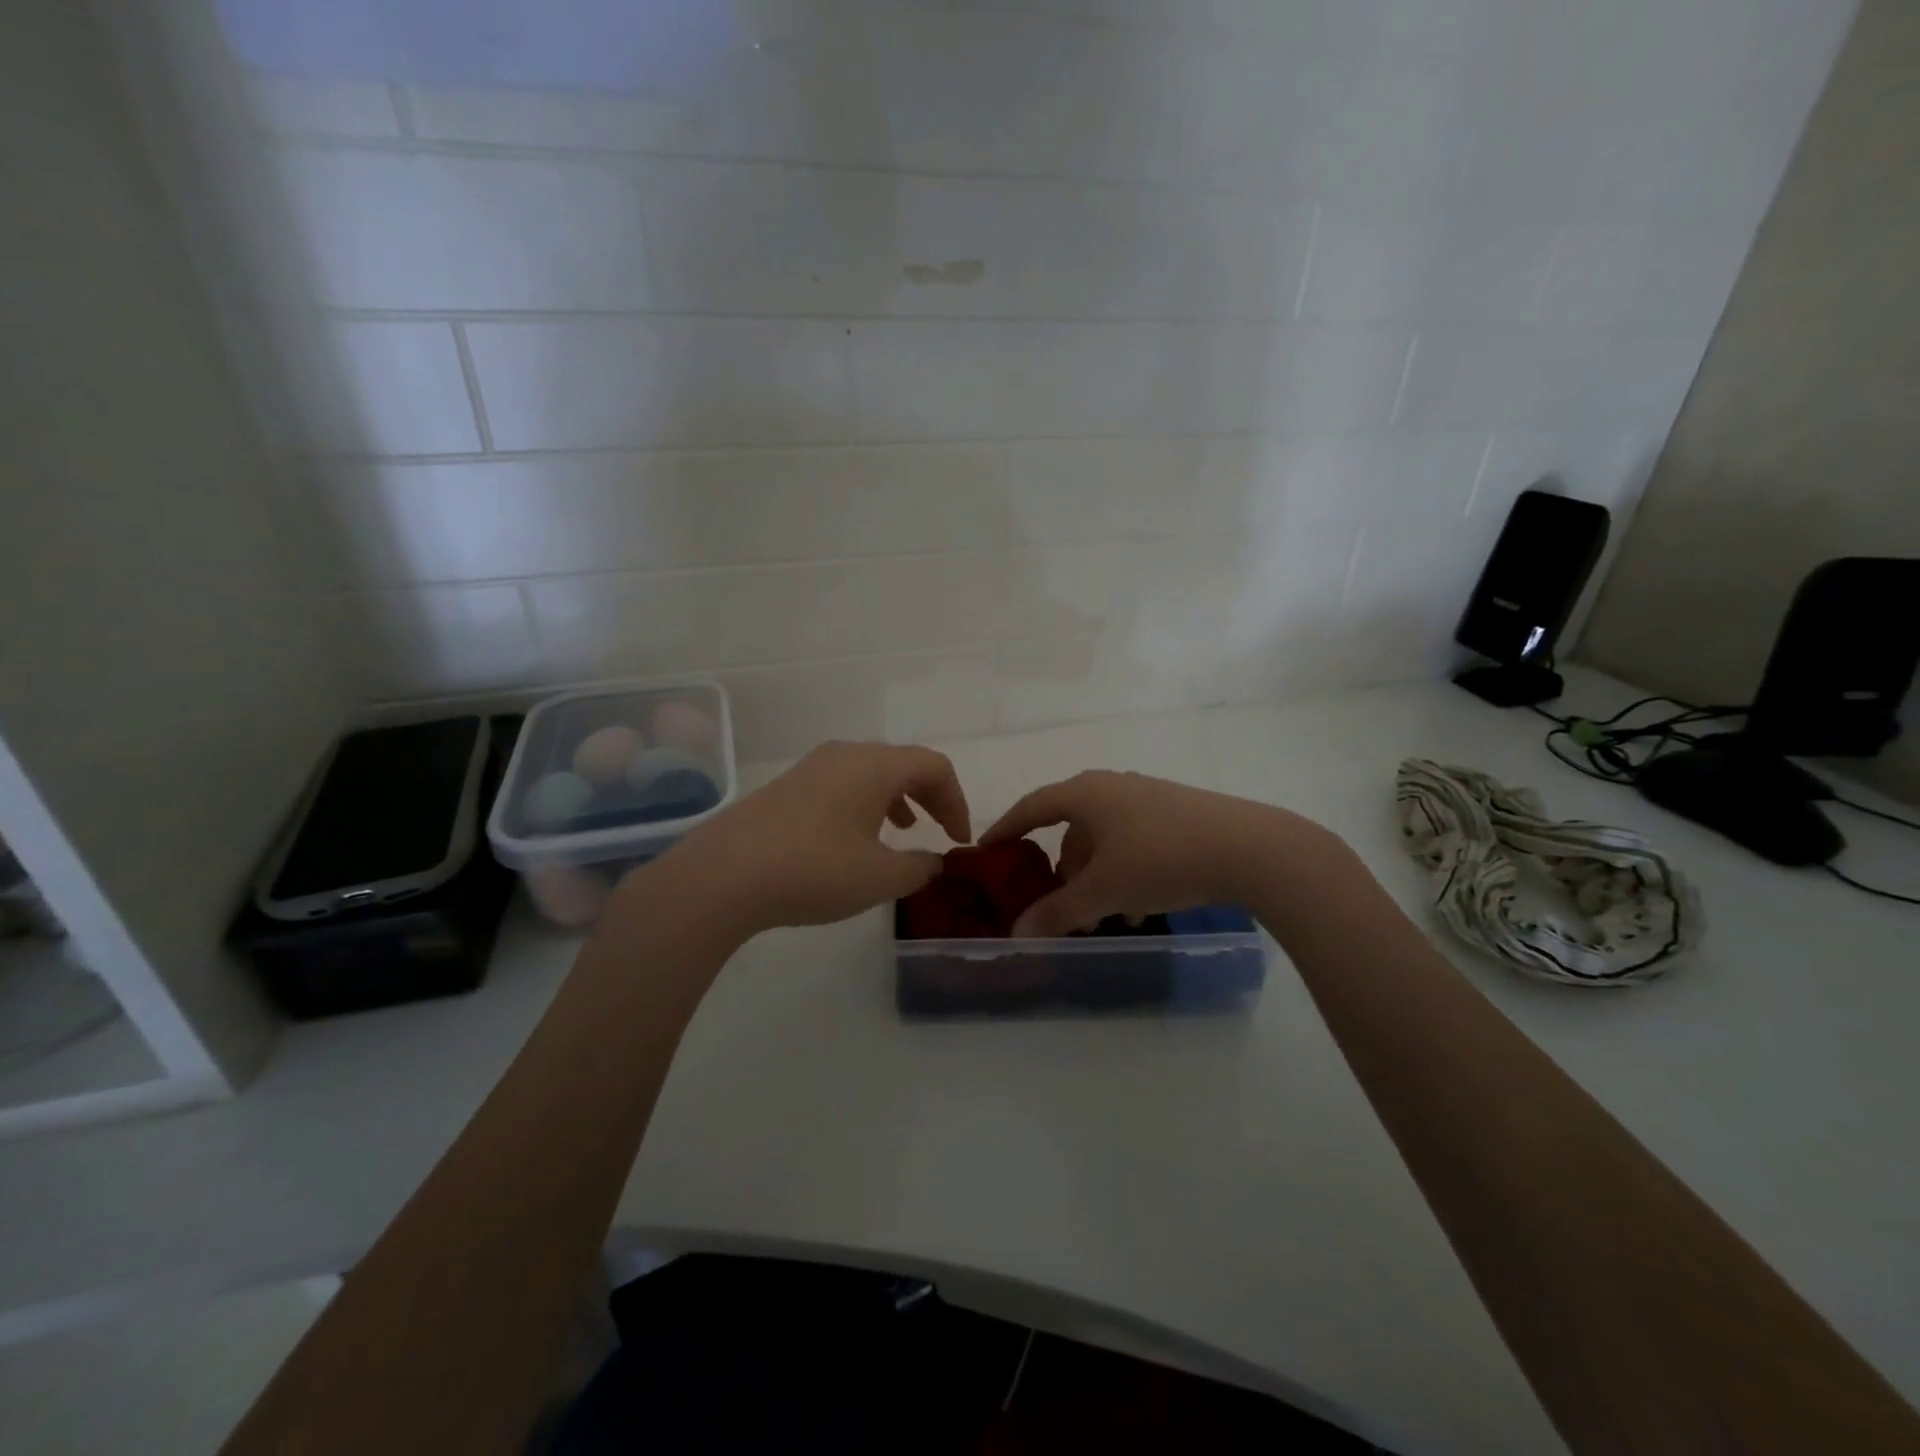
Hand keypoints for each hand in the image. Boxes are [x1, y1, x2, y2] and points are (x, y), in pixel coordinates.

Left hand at [662, 741, 970, 933]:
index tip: (959, 840)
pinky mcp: (787, 786)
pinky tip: (854, 837)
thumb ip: (920, 867)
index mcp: (876, 765)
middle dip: (930, 796)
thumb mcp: (880, 878)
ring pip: (870, 771)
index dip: (956, 801)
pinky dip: (864, 802)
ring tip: (901, 830)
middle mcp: (846, 754)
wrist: (724, 875)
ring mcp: (812, 767)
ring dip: (896, 797)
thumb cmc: (814, 870)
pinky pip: (842, 783)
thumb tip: (933, 860)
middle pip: (903, 763)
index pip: (935, 767)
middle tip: (940, 831)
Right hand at [981, 771, 1330, 936]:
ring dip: (1097, 876)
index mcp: (1084, 794)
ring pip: (1105, 838)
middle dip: (1062, 869)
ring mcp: (1147, 797)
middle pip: (1071, 827)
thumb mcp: (1103, 892)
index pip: (1031, 807)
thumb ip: (1057, 912)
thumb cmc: (1160, 860)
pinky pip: (1133, 841)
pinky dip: (1125, 871)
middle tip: (1058, 902)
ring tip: (1105, 915)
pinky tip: (1141, 907)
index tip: (987, 851)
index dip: (1006, 829)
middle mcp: (1112, 786)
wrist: (1248, 848)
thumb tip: (1017, 933)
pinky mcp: (1176, 812)